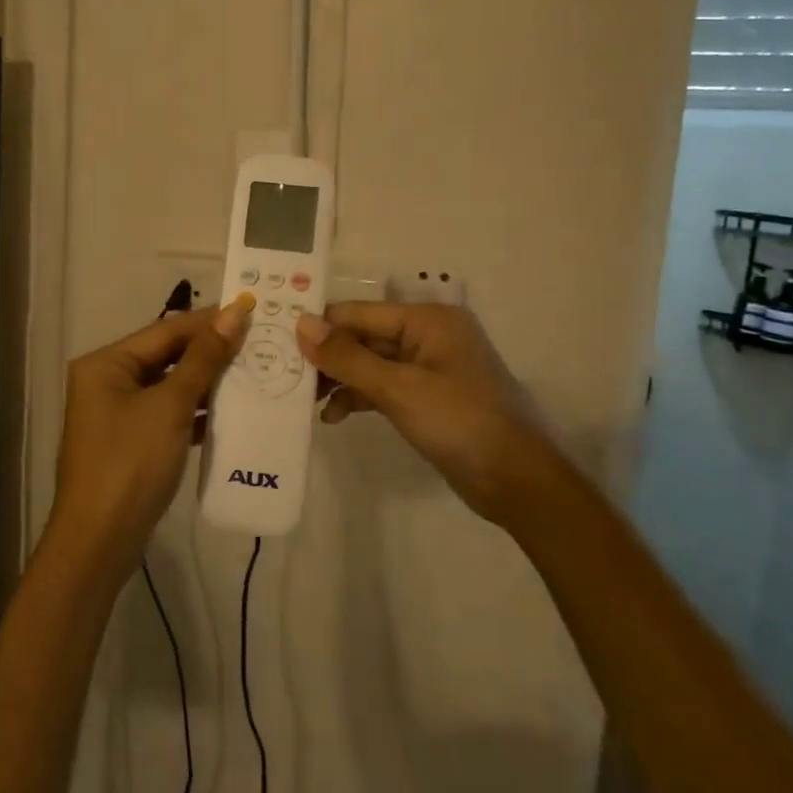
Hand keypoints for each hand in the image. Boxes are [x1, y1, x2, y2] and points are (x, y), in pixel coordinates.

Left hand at [49, 299, 253, 576]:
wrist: (99, 541)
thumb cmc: (131, 463)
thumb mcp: (170, 406)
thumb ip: (202, 360)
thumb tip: (232, 314)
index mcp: (106, 363)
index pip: (165, 330)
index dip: (209, 321)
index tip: (251, 311)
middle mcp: (107, 380)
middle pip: (166, 356)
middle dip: (210, 351)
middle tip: (259, 342)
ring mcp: (117, 413)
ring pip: (170, 386)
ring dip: (208, 382)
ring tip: (254, 372)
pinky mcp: (131, 442)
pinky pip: (168, 414)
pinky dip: (197, 412)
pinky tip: (233, 411)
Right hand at [294, 302, 572, 526]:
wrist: (515, 481)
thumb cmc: (459, 422)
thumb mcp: (398, 388)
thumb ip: (347, 356)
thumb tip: (301, 323)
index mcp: (427, 319)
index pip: (358, 312)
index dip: (320, 326)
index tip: (277, 342)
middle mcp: (428, 335)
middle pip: (363, 336)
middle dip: (327, 357)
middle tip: (285, 376)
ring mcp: (429, 367)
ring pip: (370, 363)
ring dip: (340, 380)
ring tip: (306, 402)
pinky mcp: (427, 396)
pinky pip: (383, 386)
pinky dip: (359, 397)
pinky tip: (334, 416)